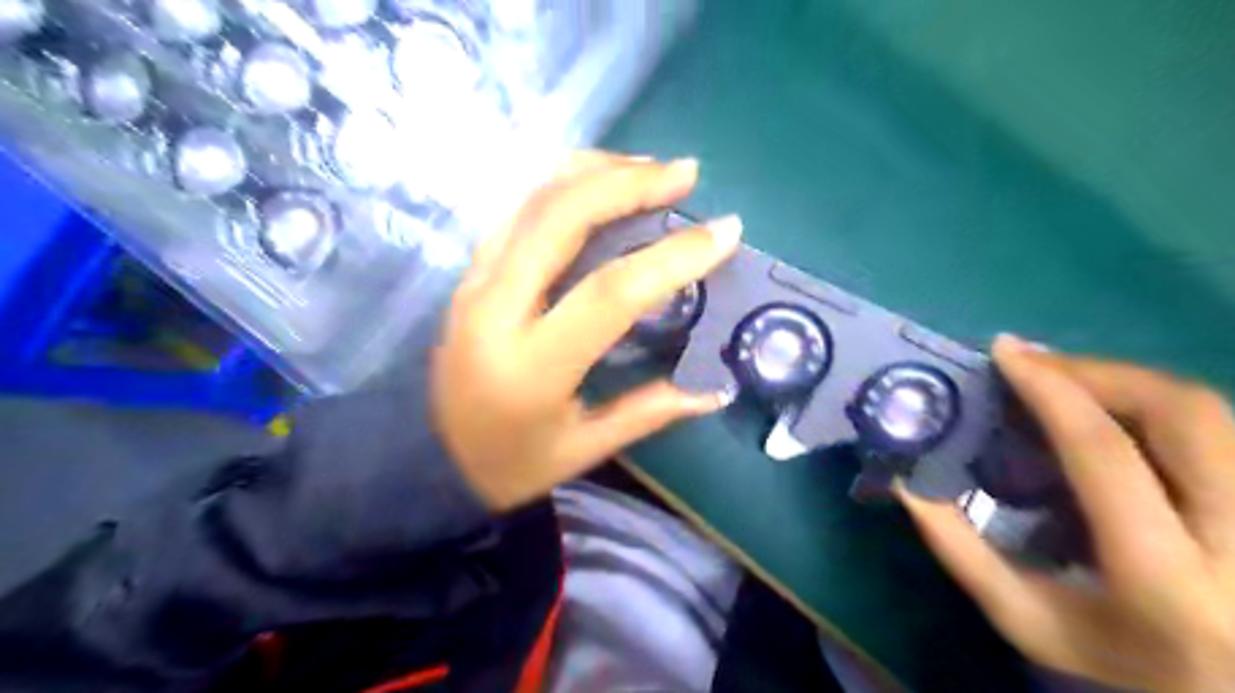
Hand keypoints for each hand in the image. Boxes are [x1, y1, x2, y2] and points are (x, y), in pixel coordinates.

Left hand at [435, 151, 741, 508]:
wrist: (426, 460)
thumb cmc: (508, 464)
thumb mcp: (582, 450)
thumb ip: (650, 412)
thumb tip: (716, 390)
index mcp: (531, 365)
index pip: (610, 293)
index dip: (673, 257)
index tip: (725, 233)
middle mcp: (495, 309)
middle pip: (561, 218)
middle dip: (630, 183)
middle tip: (686, 174)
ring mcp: (474, 282)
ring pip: (533, 199)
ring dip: (595, 171)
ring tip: (650, 168)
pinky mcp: (469, 273)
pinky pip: (517, 210)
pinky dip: (562, 184)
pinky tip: (599, 182)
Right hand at [899, 333, 1233, 689]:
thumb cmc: (1119, 667)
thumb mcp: (1026, 620)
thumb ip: (960, 551)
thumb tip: (907, 481)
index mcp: (1165, 579)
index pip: (1105, 453)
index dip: (1052, 390)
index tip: (1005, 353)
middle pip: (1183, 414)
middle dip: (1100, 372)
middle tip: (1039, 367)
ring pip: (1214, 413)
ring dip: (1131, 383)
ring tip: (1070, 385)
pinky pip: (1221, 429)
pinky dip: (1160, 407)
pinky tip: (1119, 417)